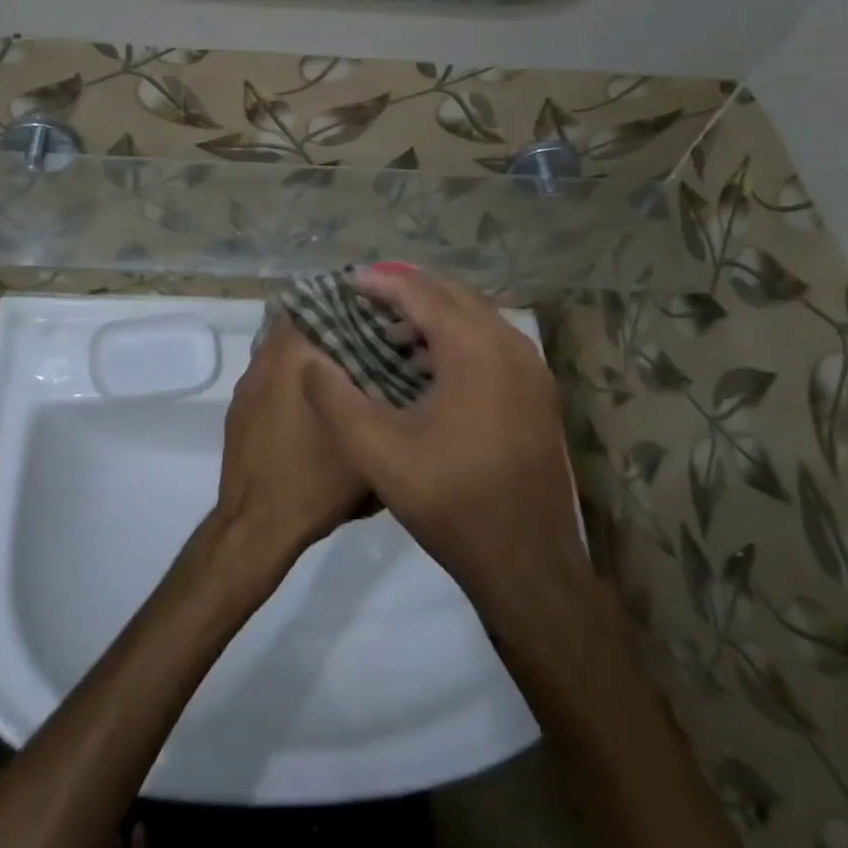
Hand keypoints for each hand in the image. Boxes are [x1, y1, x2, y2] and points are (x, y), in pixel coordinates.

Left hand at [215, 320, 372, 564]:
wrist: (257, 524)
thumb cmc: (314, 481)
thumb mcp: (364, 442)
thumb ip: (380, 399)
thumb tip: (399, 373)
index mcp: (293, 357)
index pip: (317, 306)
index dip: (346, 306)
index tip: (373, 313)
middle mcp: (265, 359)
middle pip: (298, 325)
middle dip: (329, 329)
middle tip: (365, 340)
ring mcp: (247, 384)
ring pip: (281, 351)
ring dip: (308, 354)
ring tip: (342, 371)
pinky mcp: (239, 408)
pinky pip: (268, 376)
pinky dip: (290, 378)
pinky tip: (312, 403)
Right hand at [303, 266, 591, 620]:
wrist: (528, 564)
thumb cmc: (451, 501)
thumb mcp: (377, 451)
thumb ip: (335, 398)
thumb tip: (308, 360)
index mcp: (474, 348)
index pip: (420, 292)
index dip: (380, 282)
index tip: (346, 283)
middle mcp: (510, 344)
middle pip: (452, 295)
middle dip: (407, 292)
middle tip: (366, 303)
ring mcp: (532, 369)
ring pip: (476, 317)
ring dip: (434, 315)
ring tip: (392, 334)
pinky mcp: (539, 392)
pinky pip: (493, 342)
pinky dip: (458, 338)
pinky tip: (430, 368)